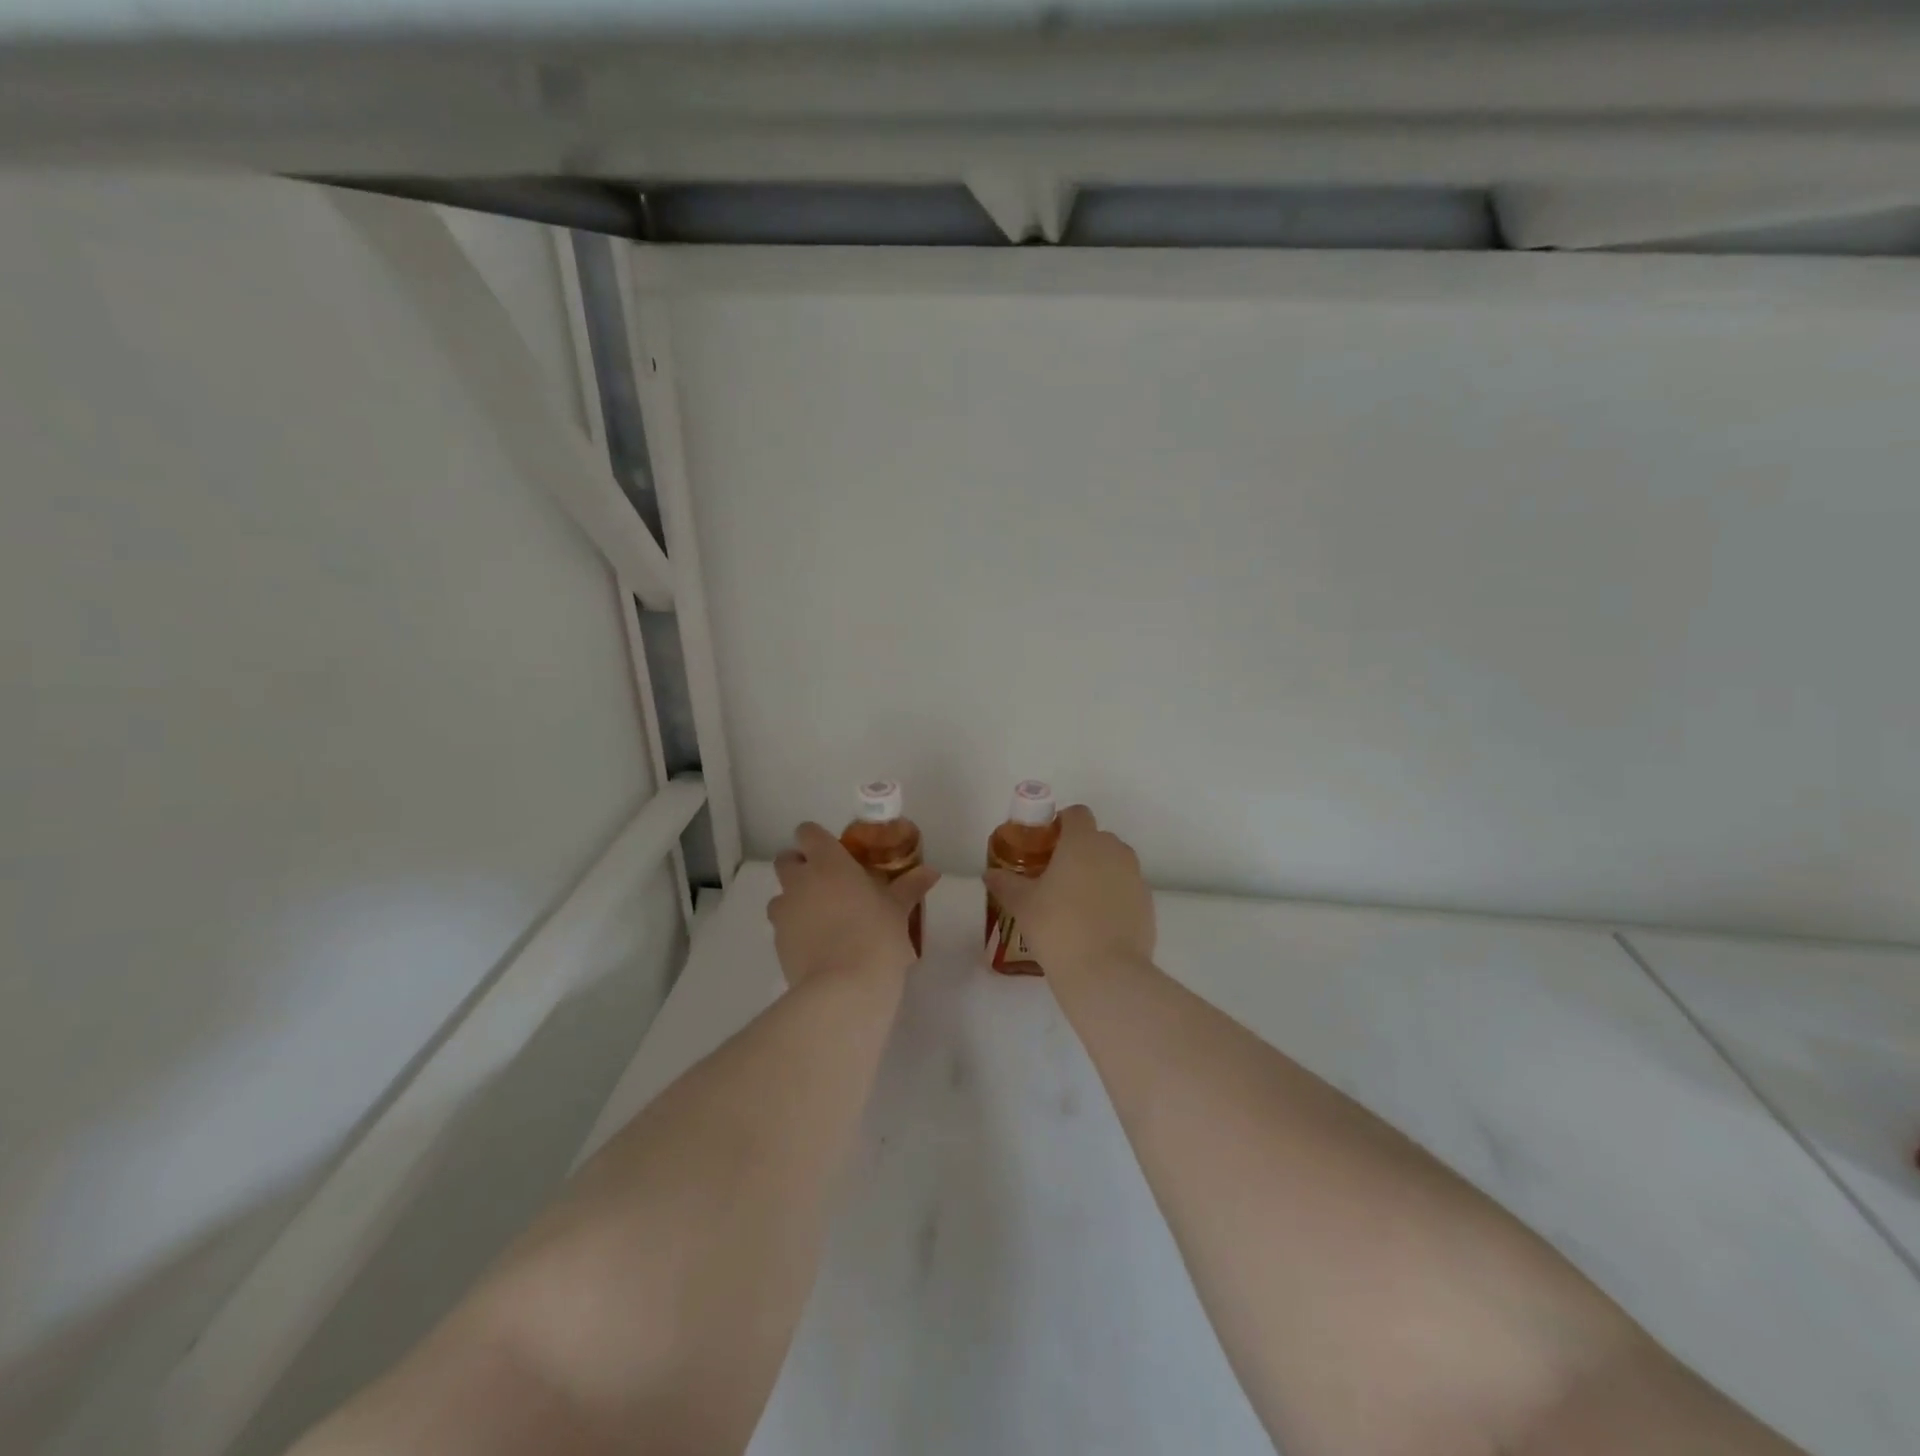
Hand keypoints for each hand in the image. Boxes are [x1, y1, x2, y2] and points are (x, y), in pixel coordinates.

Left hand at [768, 823, 939, 987]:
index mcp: (828, 862)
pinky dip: (795, 930)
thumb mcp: (898, 910)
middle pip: (786, 860)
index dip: (817, 839)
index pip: (808, 833)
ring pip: (780, 896)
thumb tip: (931, 872)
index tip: (835, 852)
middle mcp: (799, 880)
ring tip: (823, 919)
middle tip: (828, 883)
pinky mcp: (777, 943)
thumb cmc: (876, 936)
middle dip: (800, 867)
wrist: (844, 989)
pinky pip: (782, 927)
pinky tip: (819, 946)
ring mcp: (784, 912)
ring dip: (795, 900)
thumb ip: (910, 886)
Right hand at [983, 805, 1154, 974]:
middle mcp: (1114, 850)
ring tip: (1077, 902)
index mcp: (1083, 841)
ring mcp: (1135, 877)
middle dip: (1079, 850)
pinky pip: (1127, 889)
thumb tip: (990, 874)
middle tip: (1056, 876)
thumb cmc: (1058, 927)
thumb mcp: (1022, 905)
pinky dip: (1114, 897)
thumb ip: (1006, 883)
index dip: (1061, 824)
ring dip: (1098, 872)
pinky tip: (1097, 924)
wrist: (1106, 972)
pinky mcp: (1148, 903)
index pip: (1077, 813)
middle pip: (1097, 838)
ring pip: (1115, 863)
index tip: (1046, 845)